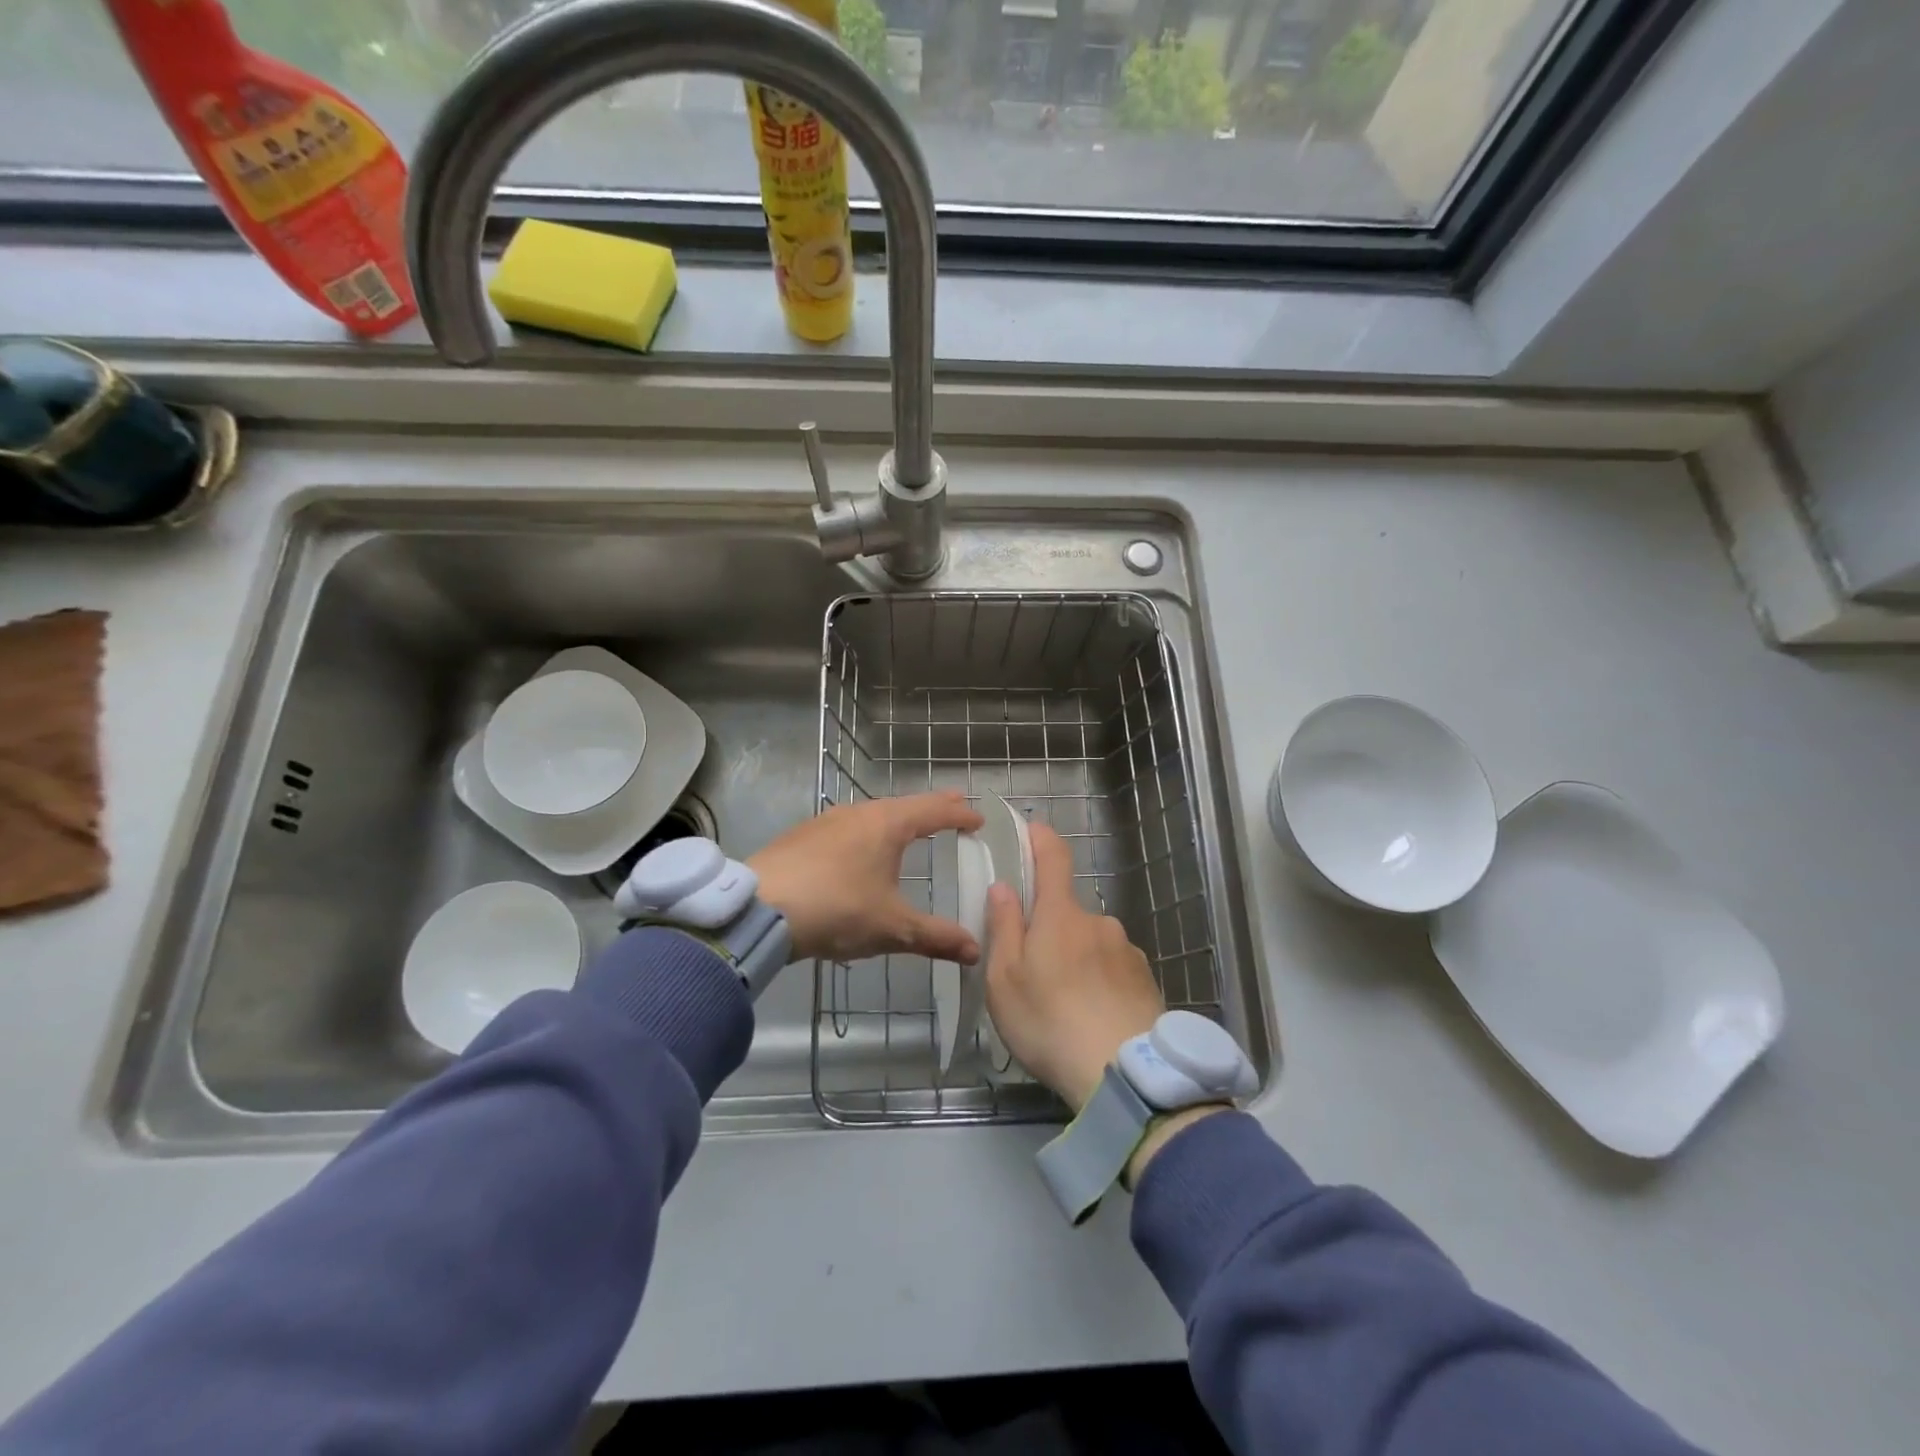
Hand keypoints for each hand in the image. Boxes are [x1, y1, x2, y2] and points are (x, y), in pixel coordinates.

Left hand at [749, 791, 983, 964]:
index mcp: (888, 824)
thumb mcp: (892, 928)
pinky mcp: (802, 836)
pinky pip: (848, 827)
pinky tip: (859, 851)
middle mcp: (859, 813)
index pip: (935, 811)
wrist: (759, 908)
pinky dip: (868, 832)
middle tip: (952, 812)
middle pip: (904, 805)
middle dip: (931, 810)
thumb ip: (935, 937)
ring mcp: (826, 821)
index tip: (978, 820)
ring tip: (909, 829)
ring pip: (873, 813)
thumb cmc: (837, 909)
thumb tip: (976, 951)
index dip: (960, 815)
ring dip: (897, 819)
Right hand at [983, 822, 1163, 1111]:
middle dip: (1051, 930)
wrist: (1125, 1074)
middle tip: (1033, 972)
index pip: (1054, 858)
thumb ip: (1004, 928)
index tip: (1032, 829)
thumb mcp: (1005, 980)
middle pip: (1068, 912)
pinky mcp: (1147, 982)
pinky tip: (1094, 1019)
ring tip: (1065, 1007)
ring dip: (1078, 961)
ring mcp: (1128, 952)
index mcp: (1061, 916)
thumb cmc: (1049, 1022)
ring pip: (1093, 944)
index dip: (1041, 839)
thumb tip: (1004, 887)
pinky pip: (1115, 971)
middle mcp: (1100, 923)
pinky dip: (1101, 984)